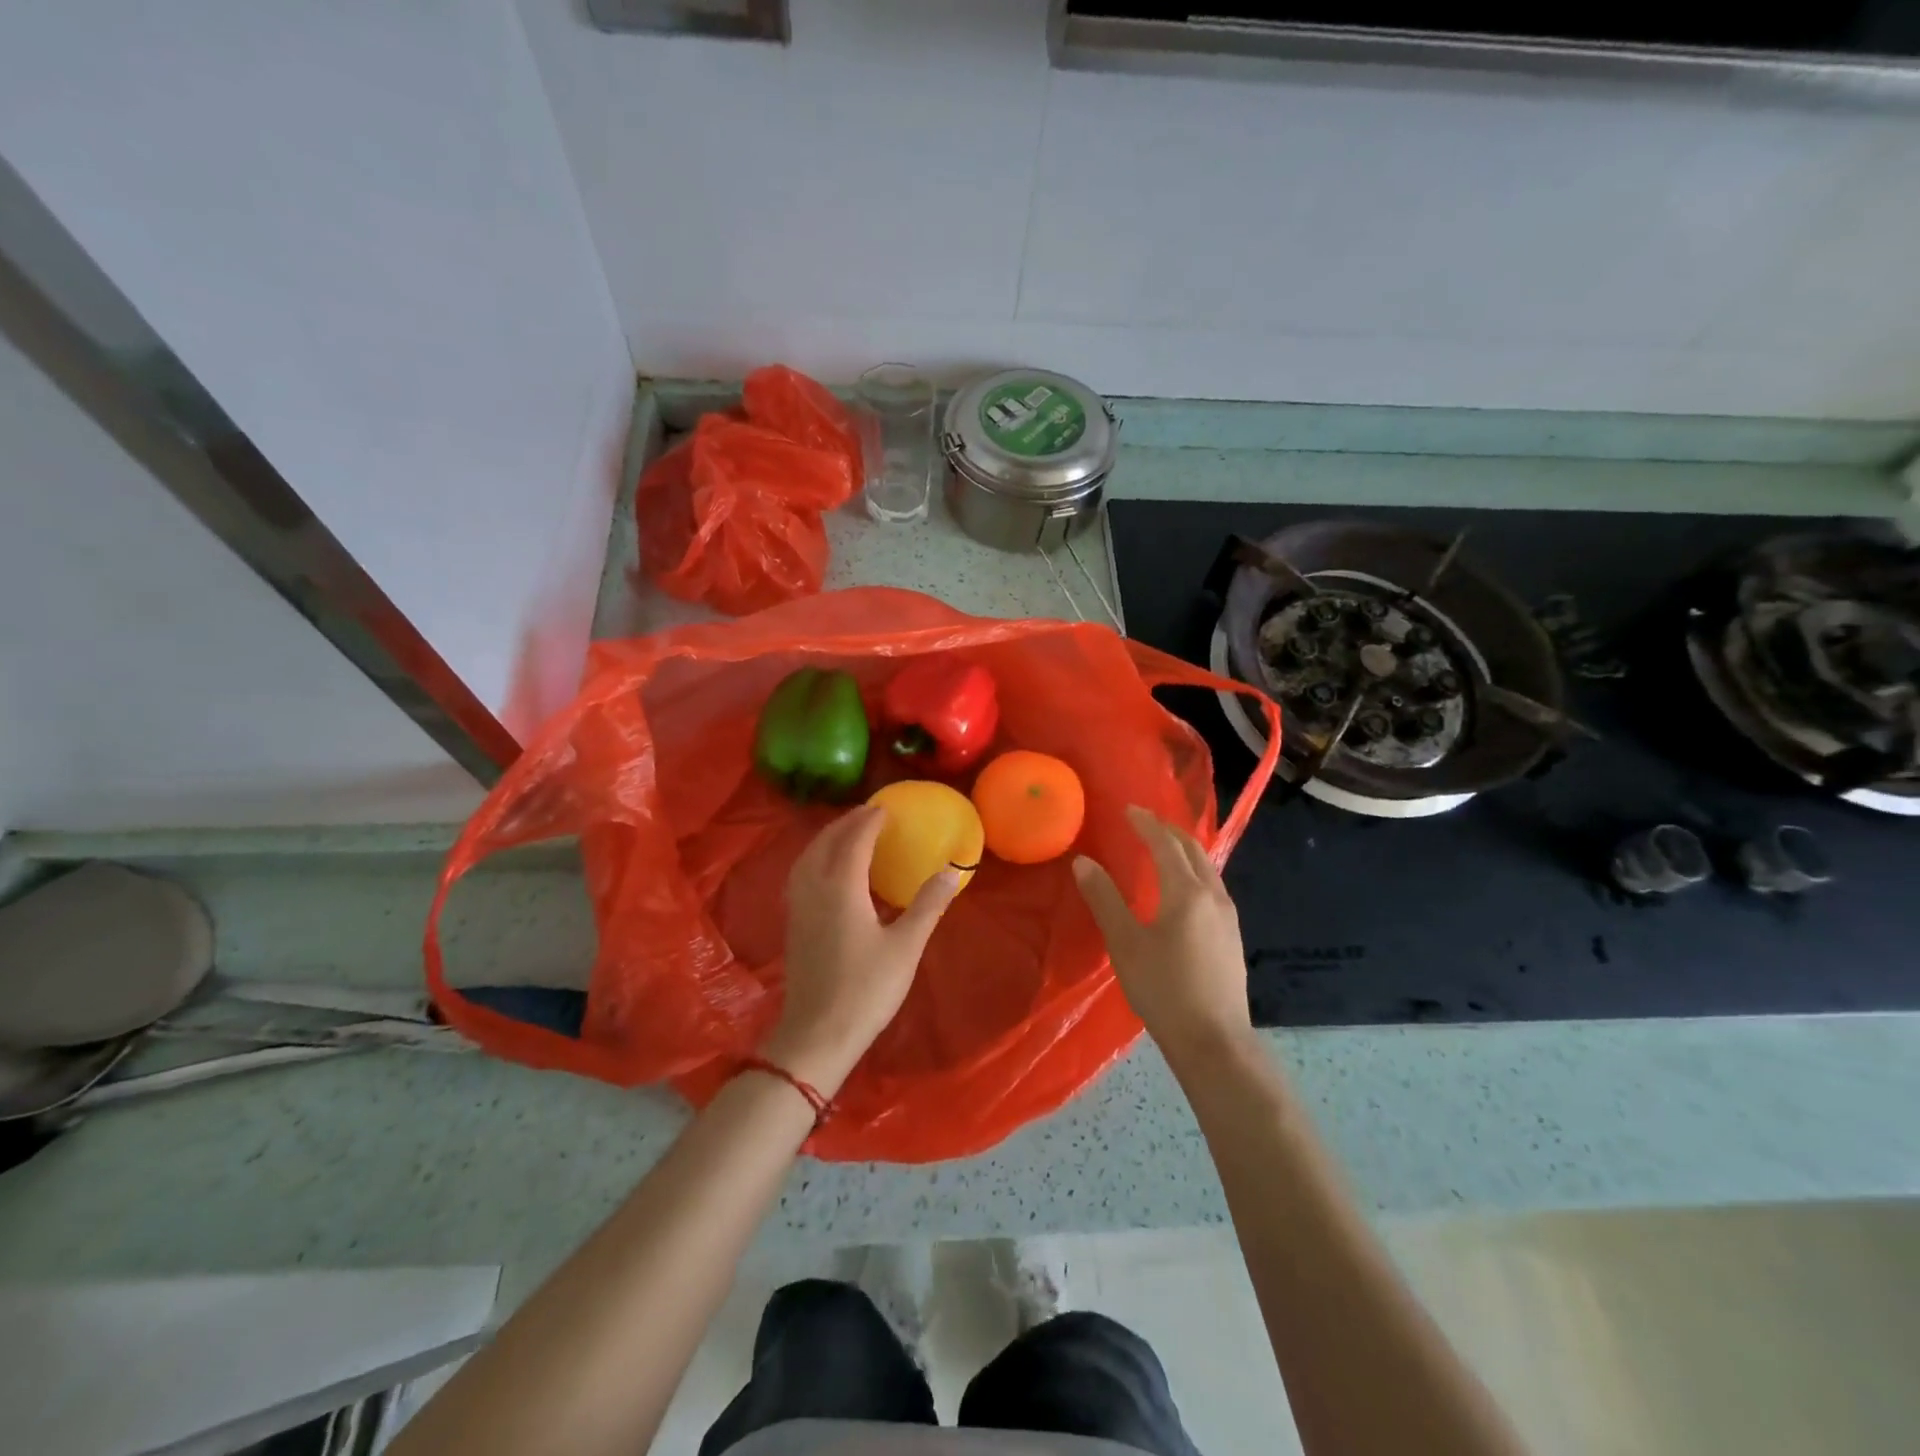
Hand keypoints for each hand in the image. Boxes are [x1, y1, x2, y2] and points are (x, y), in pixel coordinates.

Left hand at [764, 805, 958, 1095]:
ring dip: (829, 837)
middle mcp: (813, 888)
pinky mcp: (793, 923)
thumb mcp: (906, 947)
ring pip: (808, 856)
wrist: (816, 1035)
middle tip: (871, 814)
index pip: (854, 839)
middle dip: (847, 822)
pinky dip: (817, 857)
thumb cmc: (866, 990)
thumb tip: (953, 869)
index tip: (888, 807)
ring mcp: (798, 906)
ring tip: (851, 833)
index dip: (870, 820)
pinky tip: (831, 869)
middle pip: (825, 841)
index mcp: (840, 887)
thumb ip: (929, 904)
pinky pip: (802, 873)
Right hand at [1073, 805, 1252, 1068]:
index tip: (1129, 810)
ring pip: (1207, 867)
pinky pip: (1212, 885)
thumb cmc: (1163, 990)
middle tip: (1144, 822)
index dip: (1146, 824)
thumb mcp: (1125, 944)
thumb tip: (1083, 862)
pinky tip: (1182, 888)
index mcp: (1185, 892)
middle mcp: (1213, 895)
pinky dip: (1194, 870)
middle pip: (1193, 849)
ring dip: (1184, 850)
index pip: (1165, 844)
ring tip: (1162, 848)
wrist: (1214, 1040)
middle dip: (1168, 830)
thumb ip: (1104, 899)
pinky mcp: (1232, 935)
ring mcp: (1227, 916)